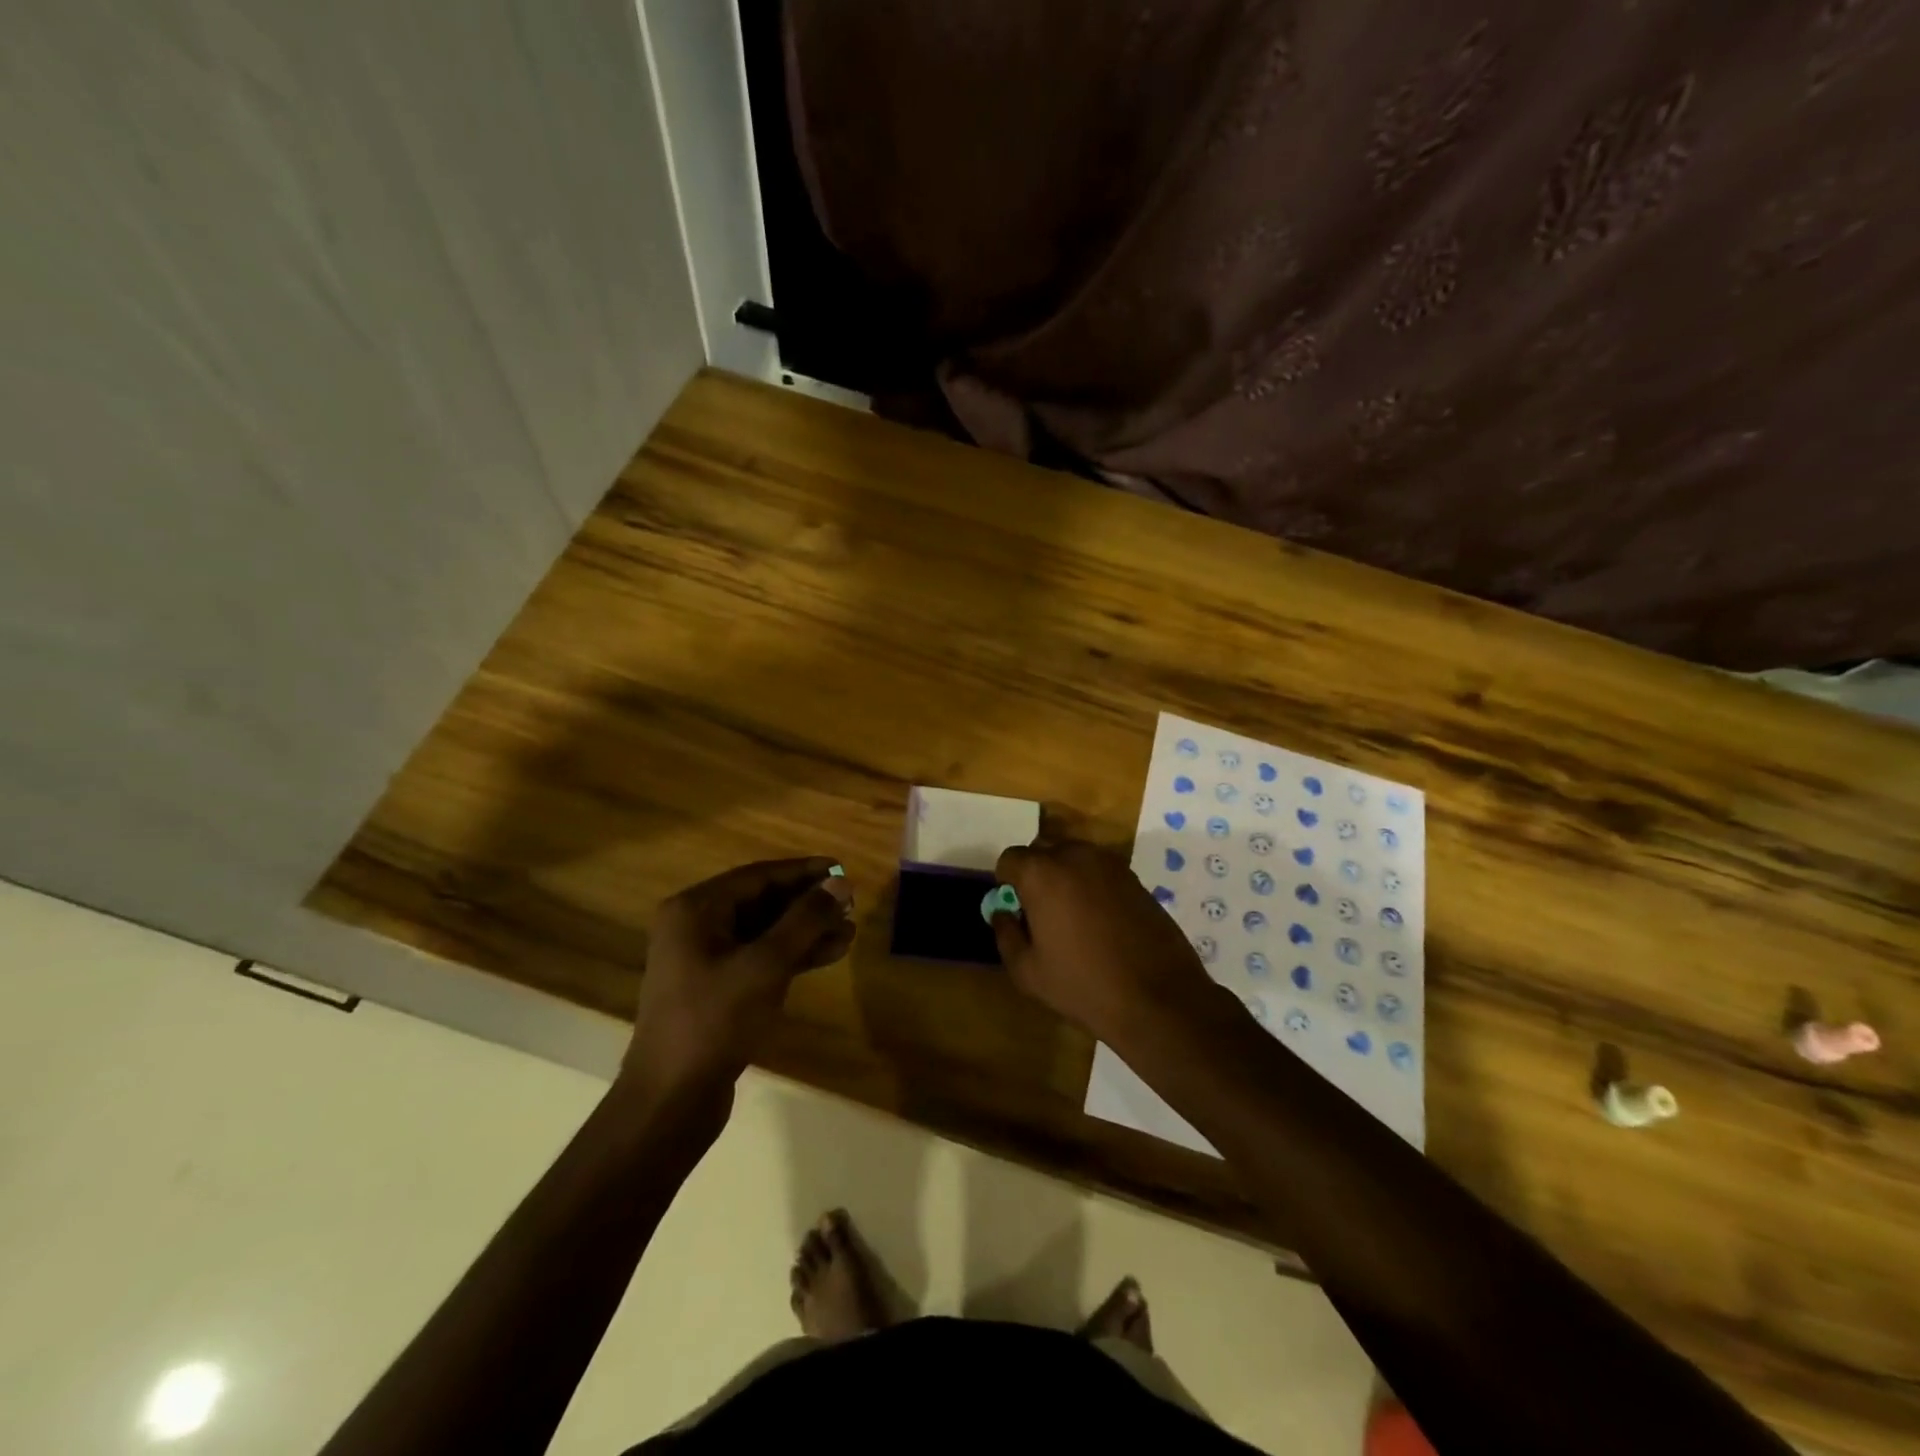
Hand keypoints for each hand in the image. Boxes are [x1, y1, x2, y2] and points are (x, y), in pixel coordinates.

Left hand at [621, 858, 854, 1106]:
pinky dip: (793, 955)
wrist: (671, 1101)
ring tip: (850, 932)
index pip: (758, 876)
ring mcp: (705, 960)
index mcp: (696, 910)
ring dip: (806, 931)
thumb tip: (840, 882)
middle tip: (851, 904)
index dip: (803, 872)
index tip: (841, 868)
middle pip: (762, 902)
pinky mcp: (717, 990)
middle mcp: (696, 927)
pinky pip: (760, 958)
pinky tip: (829, 955)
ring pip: (765, 932)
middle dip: (808, 904)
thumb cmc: (716, 1021)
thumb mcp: (766, 964)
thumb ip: (805, 920)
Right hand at [989, 839, 1221, 1047]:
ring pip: (1074, 859)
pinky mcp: (1135, 878)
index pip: (1010, 858)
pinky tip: (1102, 923)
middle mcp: (1075, 856)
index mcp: (1042, 873)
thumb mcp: (1027, 971)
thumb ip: (1006, 934)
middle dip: (1036, 875)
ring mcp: (1110, 864)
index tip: (1015, 909)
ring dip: (1066, 878)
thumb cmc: (1083, 985)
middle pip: (1043, 852)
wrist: (1157, 998)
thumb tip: (1003, 912)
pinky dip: (1093, 887)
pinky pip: (1100, 873)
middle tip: (1042, 913)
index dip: (1007, 883)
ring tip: (1073, 919)